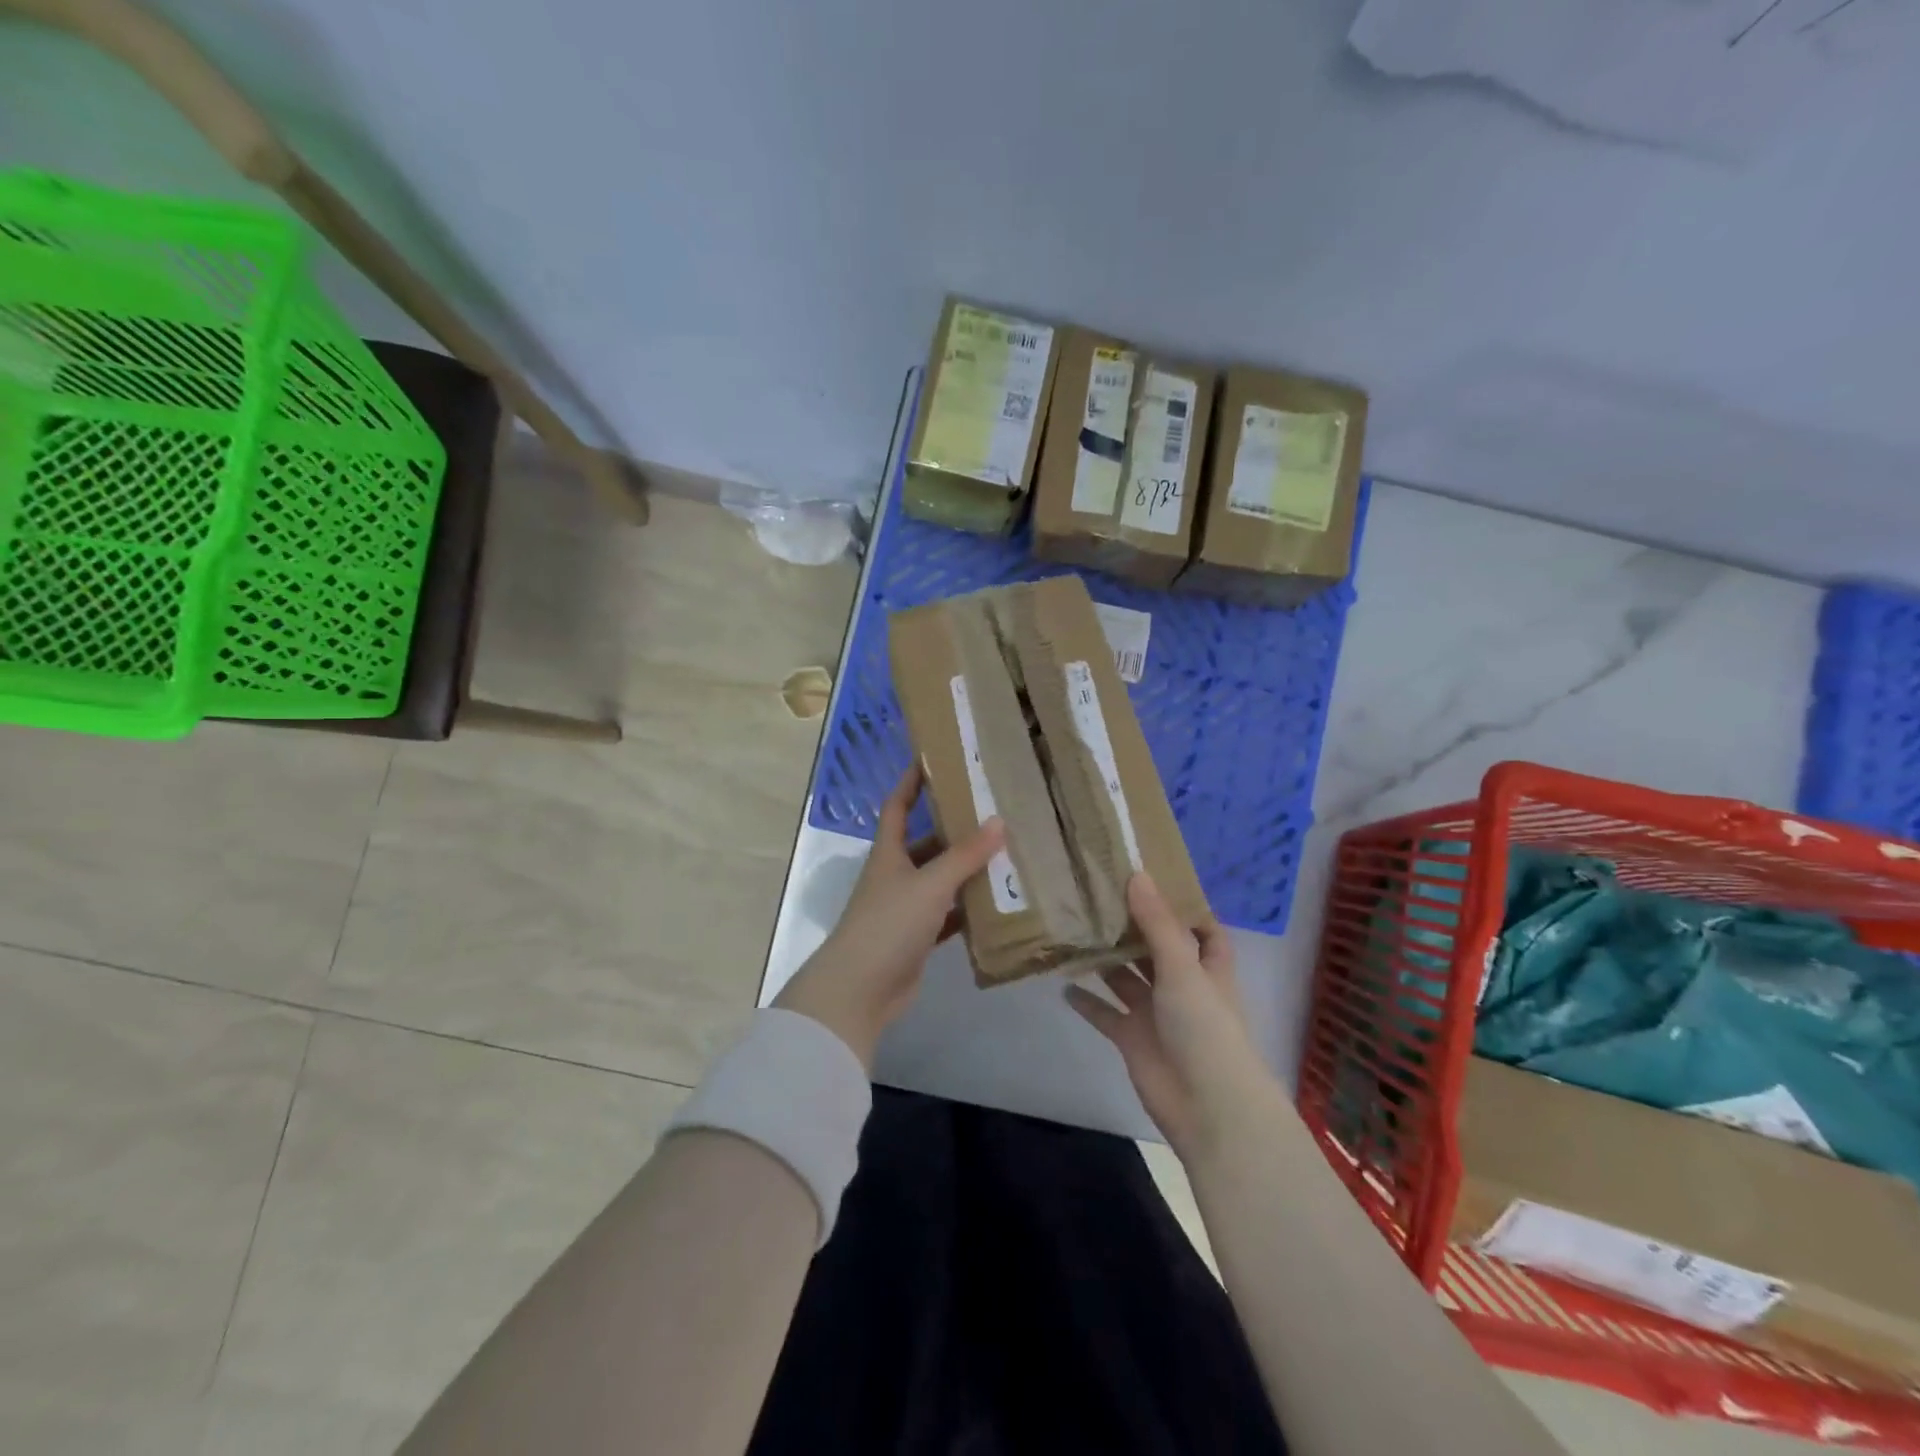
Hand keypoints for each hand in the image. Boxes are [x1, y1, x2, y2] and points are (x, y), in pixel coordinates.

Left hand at [775, 767, 1003, 1070]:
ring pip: (939, 880)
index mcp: (889, 853)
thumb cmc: (889, 924)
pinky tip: (996, 903)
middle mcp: (895, 875)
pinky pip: (947, 915)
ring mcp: (905, 908)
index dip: (912, 782)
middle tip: (992, 812)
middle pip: (925, 843)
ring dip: (966, 870)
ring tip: (1005, 852)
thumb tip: (999, 821)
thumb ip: (965, 856)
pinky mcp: (917, 938)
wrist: (860, 990)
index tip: (932, 759)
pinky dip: (968, 909)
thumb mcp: (930, 884)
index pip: (898, 806)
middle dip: (954, 829)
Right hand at [1067, 874, 1274, 1158]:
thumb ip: (1156, 923)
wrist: (1206, 1106)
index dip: (1183, 908)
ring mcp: (1156, 1013)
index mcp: (1206, 967)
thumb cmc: (1204, 1027)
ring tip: (1073, 929)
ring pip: (1126, 978)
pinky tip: (1062, 982)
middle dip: (1131, 927)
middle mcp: (1181, 986)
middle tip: (1096, 895)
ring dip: (1104, 959)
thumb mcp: (1182, 968)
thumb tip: (1136, 875)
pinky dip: (1087, 1001)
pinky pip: (1105, 1013)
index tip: (1151, 881)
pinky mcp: (1133, 1038)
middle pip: (1155, 949)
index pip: (1202, 930)